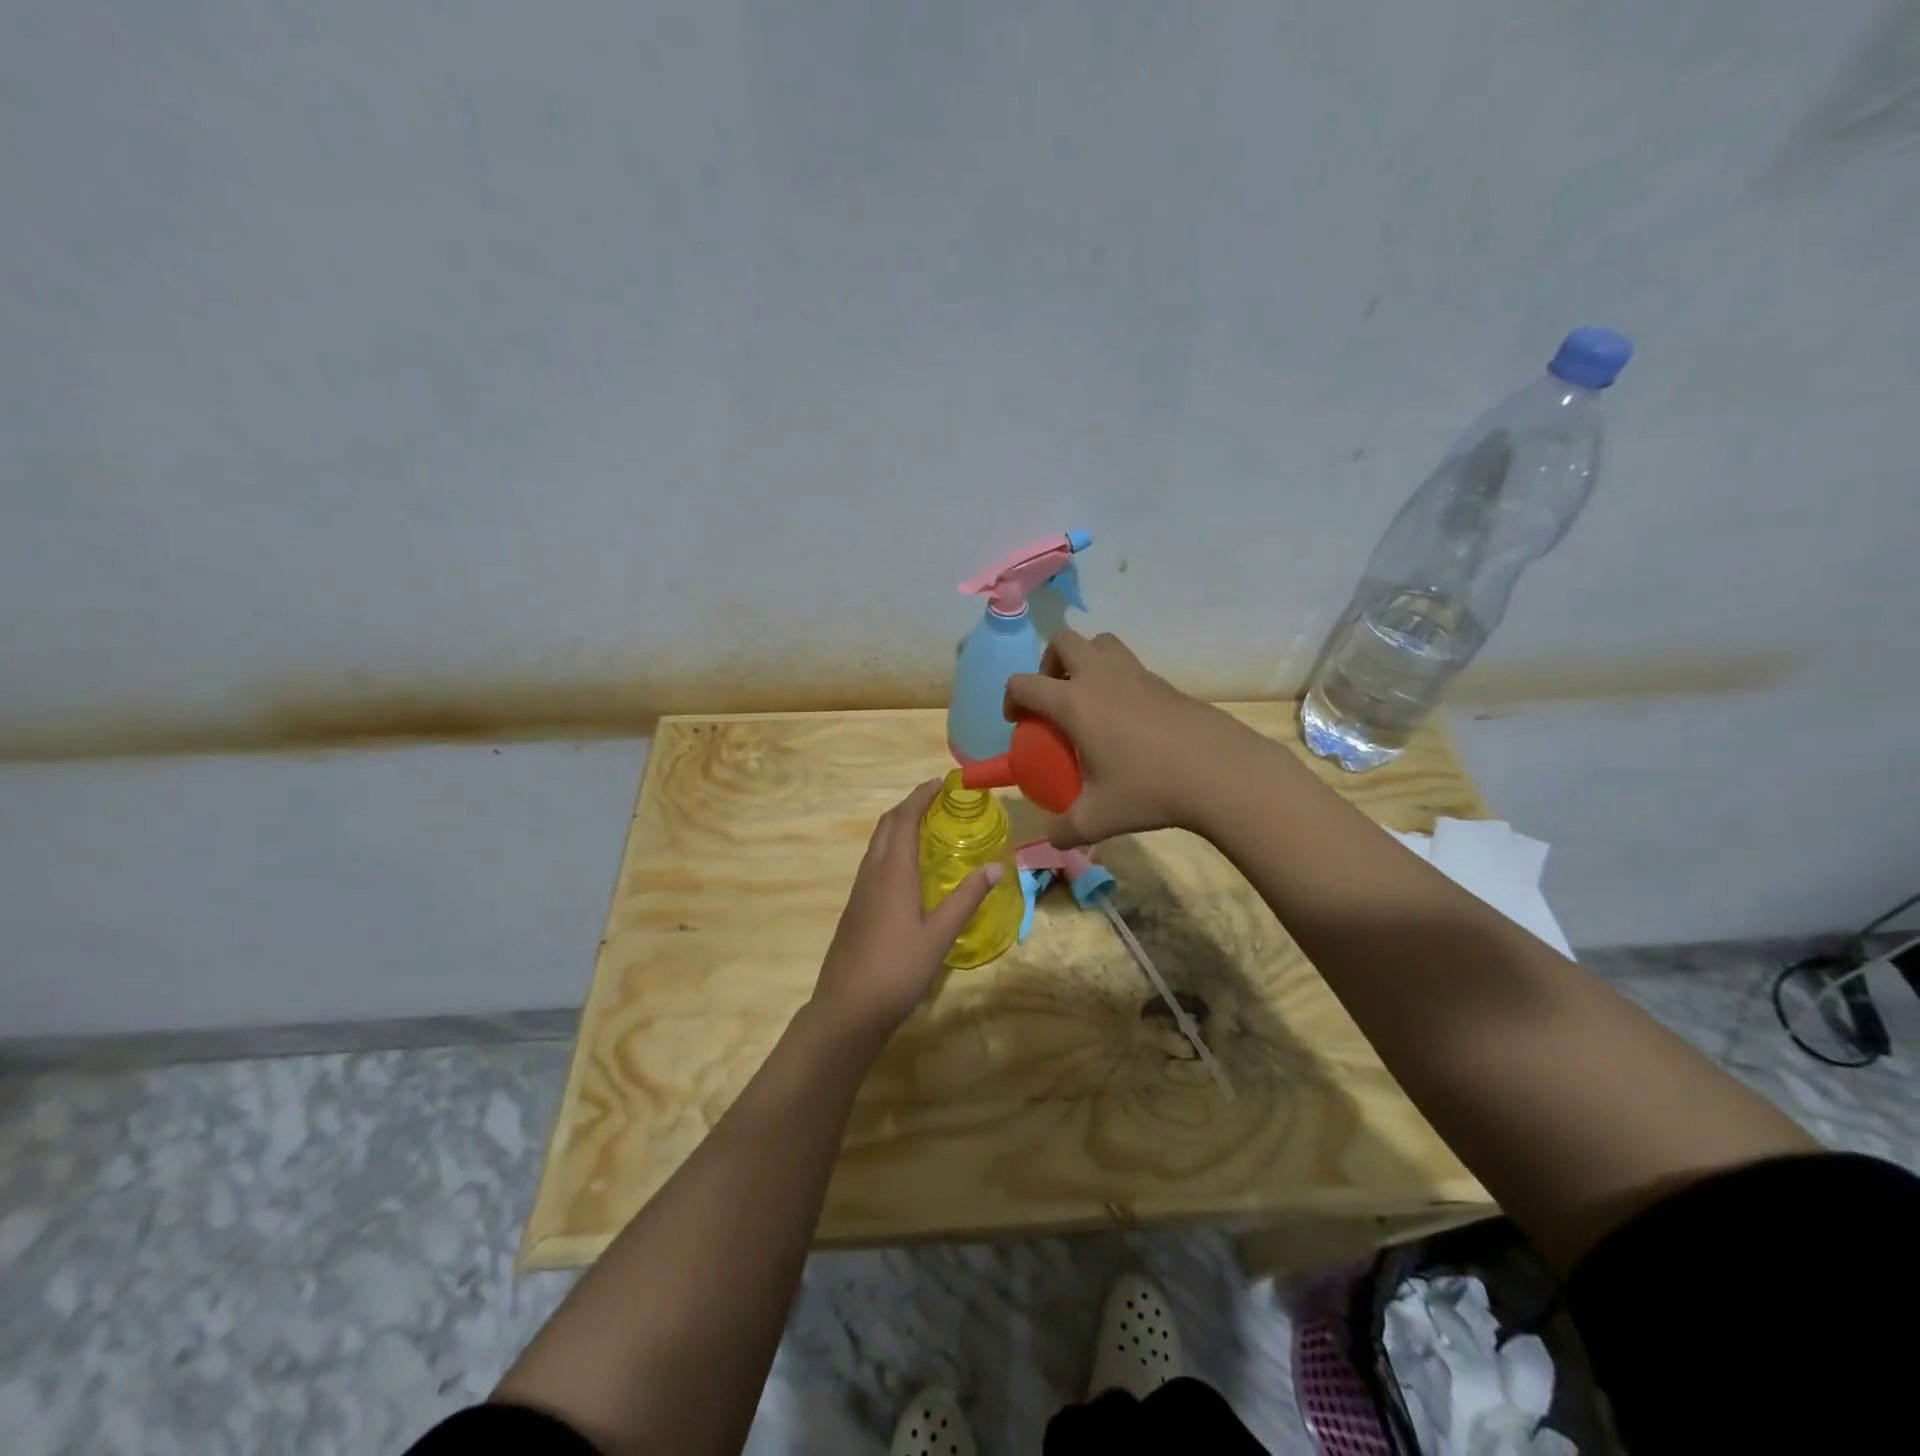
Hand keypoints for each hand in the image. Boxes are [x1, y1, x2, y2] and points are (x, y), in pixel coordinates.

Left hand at [810, 780, 1003, 1041]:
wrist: (847, 1008)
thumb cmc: (898, 969)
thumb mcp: (940, 935)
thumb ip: (967, 898)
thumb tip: (996, 868)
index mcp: (893, 872)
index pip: (904, 819)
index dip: (920, 796)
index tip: (939, 783)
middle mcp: (872, 873)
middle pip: (886, 826)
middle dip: (908, 806)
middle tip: (935, 801)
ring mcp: (859, 891)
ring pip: (877, 844)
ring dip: (897, 826)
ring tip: (925, 827)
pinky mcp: (855, 908)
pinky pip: (873, 863)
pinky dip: (891, 849)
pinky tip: (907, 869)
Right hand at [1003, 630, 1256, 847]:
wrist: (1221, 772)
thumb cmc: (1149, 789)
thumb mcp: (1098, 819)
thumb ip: (1066, 830)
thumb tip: (1054, 838)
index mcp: (1075, 702)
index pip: (1025, 683)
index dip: (1011, 699)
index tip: (1018, 723)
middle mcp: (1101, 677)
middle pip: (1063, 641)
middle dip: (1048, 663)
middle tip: (1053, 698)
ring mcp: (1136, 674)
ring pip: (1101, 643)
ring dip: (1085, 660)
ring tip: (1088, 699)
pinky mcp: (1164, 683)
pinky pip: (1130, 666)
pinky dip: (1117, 680)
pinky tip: (1127, 721)